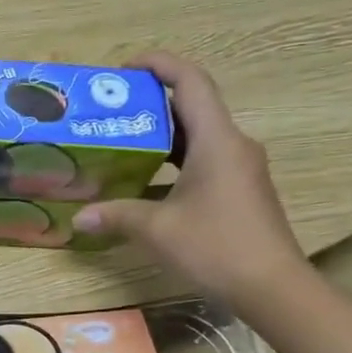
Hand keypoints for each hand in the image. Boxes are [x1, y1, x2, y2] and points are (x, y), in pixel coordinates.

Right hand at [72, 53, 313, 321]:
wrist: (272, 288)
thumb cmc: (216, 247)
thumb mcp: (158, 230)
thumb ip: (116, 215)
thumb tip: (79, 218)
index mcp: (217, 140)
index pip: (190, 81)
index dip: (158, 64)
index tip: (123, 69)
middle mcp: (233, 145)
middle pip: (192, 107)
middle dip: (151, 104)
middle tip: (112, 112)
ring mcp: (240, 169)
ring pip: (197, 138)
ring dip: (161, 138)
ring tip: (121, 145)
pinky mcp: (240, 191)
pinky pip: (203, 163)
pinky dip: (173, 165)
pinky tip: (144, 186)